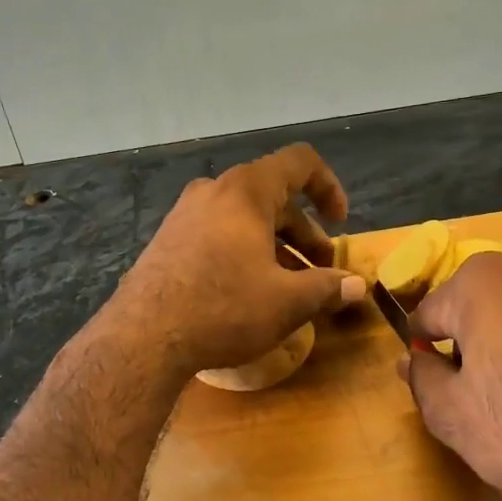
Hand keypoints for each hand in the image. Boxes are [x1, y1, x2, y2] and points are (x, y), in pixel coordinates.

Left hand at [109, 144, 365, 375]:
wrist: (143, 338)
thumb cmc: (224, 308)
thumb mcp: (287, 302)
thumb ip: (327, 288)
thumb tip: (358, 287)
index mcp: (245, 191)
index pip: (299, 163)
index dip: (329, 186)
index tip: (341, 222)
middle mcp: (213, 192)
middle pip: (272, 198)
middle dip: (304, 232)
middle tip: (322, 269)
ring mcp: (184, 216)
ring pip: (243, 220)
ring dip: (275, 247)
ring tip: (292, 287)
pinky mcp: (166, 243)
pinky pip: (217, 236)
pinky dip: (243, 254)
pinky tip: (250, 293)